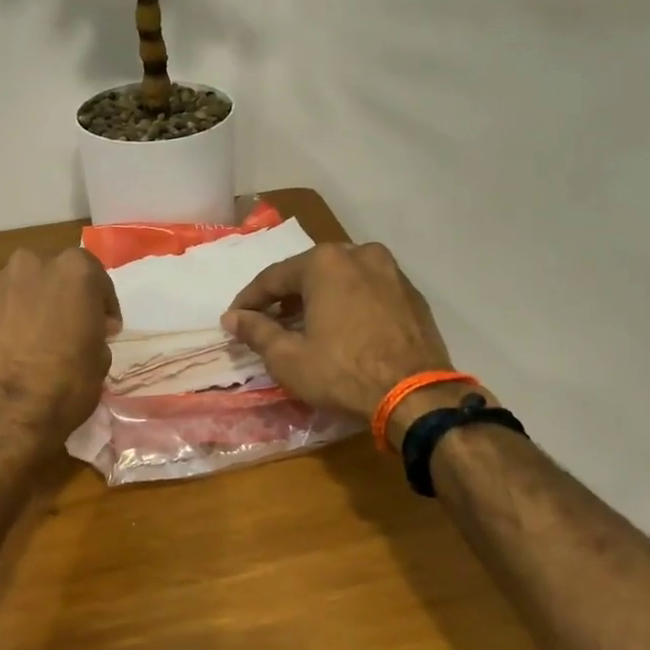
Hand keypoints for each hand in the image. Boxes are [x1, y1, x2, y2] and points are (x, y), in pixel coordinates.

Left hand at [0, 248, 119, 437]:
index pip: (97, 278)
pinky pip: (0, 307)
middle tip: (70, 327)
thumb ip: (95, 332)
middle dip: (64, 296)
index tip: (105, 329)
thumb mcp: (101, 358)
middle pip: (55, 275)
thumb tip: (85, 332)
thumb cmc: (66, 381)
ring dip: (33, 304)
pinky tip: (11, 347)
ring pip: (24, 287)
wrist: (6, 408)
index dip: (103, 306)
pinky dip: (7, 319)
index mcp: (75, 269)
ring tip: (36, 337)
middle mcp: (35, 263)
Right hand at [223, 243, 477, 434]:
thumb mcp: (288, 357)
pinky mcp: (412, 295)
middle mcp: (359, 254)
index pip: (273, 277)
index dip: (249, 300)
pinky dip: (349, 304)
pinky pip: (368, 292)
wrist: (416, 395)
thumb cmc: (342, 372)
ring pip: (342, 279)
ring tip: (304, 325)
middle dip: (286, 296)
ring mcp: (391, 272)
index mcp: (325, 262)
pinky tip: (342, 329)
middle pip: (310, 272)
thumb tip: (232, 318)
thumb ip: (256, 331)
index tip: (234, 319)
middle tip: (268, 321)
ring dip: (319, 298)